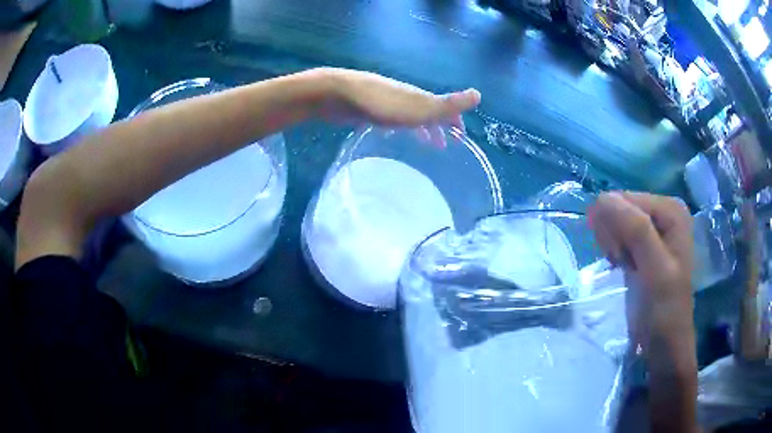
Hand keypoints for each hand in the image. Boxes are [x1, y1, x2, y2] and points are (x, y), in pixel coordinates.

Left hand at [316, 68, 480, 130]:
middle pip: (427, 112)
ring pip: (408, 116)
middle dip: (438, 127)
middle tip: (443, 147)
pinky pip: (389, 120)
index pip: (444, 108)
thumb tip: (478, 95)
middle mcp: (405, 98)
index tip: (460, 138)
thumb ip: (447, 104)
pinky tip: (387, 137)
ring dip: (418, 128)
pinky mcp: (367, 109)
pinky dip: (396, 128)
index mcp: (420, 97)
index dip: (454, 121)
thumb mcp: (418, 108)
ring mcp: (385, 102)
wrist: (338, 94)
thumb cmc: (379, 104)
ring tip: (422, 145)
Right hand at [589, 192, 693, 354]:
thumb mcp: (655, 271)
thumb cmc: (665, 310)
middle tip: (623, 263)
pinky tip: (622, 266)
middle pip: (620, 209)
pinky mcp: (644, 244)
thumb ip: (636, 232)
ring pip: (615, 223)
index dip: (616, 228)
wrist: (664, 344)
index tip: (620, 258)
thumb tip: (601, 198)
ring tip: (623, 266)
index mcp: (671, 209)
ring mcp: (654, 228)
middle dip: (614, 237)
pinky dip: (614, 251)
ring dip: (613, 245)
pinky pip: (618, 235)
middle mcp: (663, 212)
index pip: (625, 201)